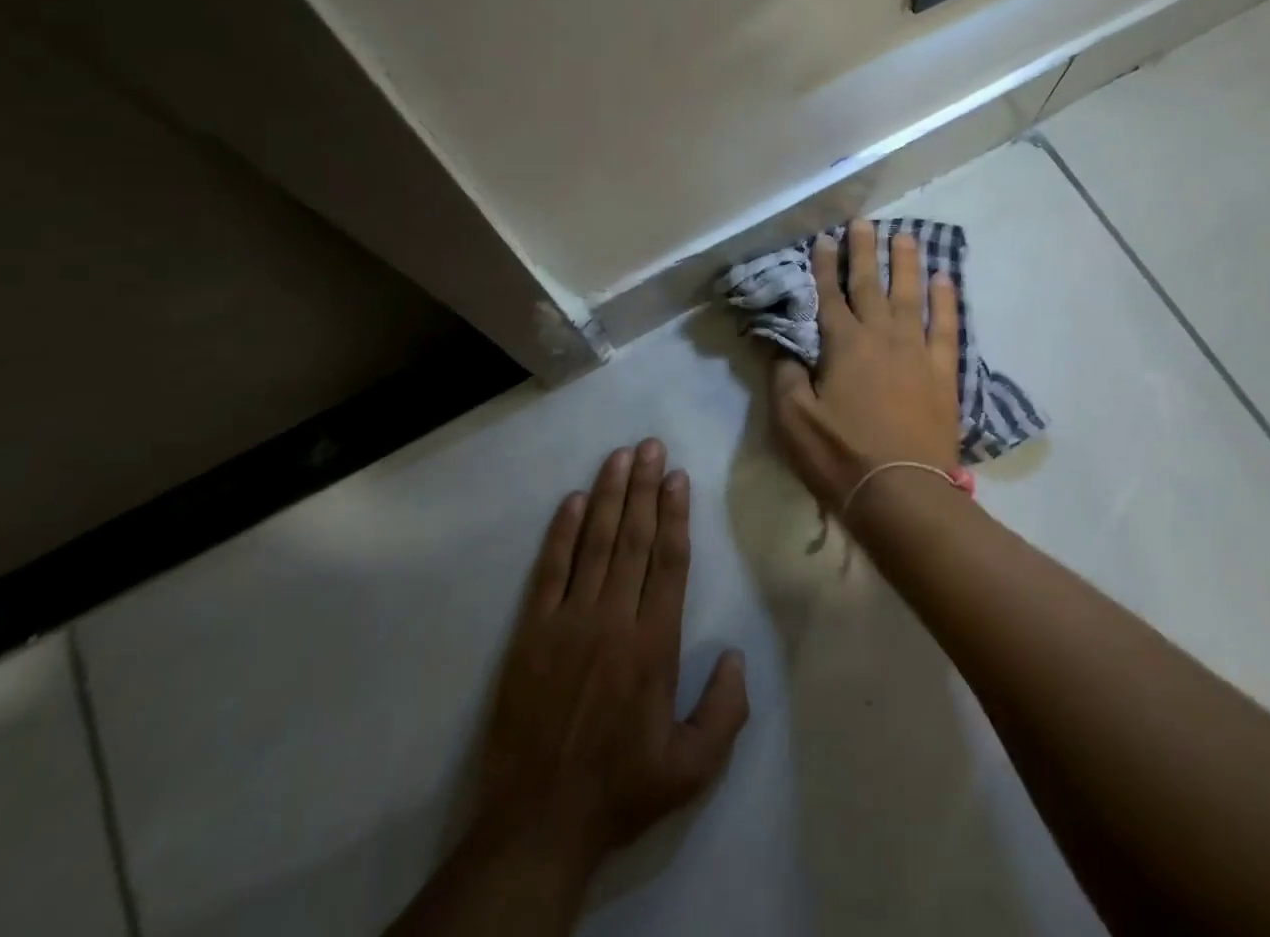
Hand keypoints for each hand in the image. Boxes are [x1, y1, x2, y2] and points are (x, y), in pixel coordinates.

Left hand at [470, 441, 749, 879]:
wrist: (538, 822)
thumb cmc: (621, 788)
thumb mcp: (692, 769)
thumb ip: (726, 711)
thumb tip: (737, 654)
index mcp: (654, 645)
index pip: (669, 562)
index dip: (675, 514)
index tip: (677, 476)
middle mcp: (614, 619)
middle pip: (634, 538)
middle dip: (643, 487)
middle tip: (650, 445)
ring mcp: (569, 621)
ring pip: (594, 543)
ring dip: (608, 496)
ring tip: (619, 456)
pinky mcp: (532, 632)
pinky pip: (549, 570)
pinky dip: (561, 532)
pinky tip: (571, 500)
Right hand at [769, 220, 962, 511]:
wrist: (902, 492)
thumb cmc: (841, 456)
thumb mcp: (793, 420)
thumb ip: (784, 376)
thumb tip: (781, 346)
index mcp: (842, 345)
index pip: (829, 296)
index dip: (825, 266)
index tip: (824, 239)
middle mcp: (880, 336)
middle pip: (870, 284)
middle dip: (864, 251)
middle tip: (863, 222)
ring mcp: (916, 351)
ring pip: (910, 295)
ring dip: (906, 264)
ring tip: (906, 236)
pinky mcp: (942, 372)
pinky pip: (947, 326)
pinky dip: (946, 301)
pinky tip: (945, 280)